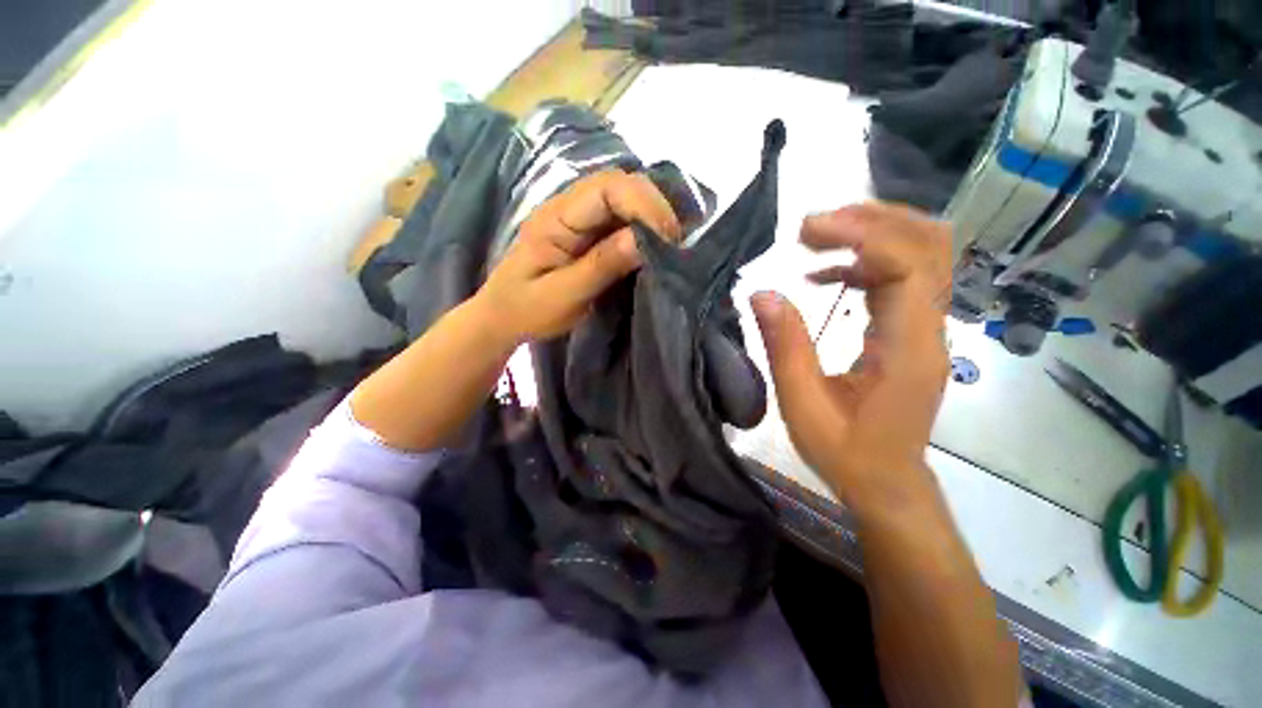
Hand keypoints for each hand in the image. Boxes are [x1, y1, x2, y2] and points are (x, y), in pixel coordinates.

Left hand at [474, 170, 681, 342]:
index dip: (643, 204)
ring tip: (669, 247)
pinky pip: (621, 221)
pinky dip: (643, 231)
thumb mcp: (563, 295)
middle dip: (653, 209)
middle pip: (619, 186)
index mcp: (556, 217)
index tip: (667, 239)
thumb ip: (600, 266)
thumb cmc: (526, 310)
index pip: (606, 188)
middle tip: (674, 245)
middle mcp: (569, 208)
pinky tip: (654, 247)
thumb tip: (643, 239)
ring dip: (652, 218)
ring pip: (624, 201)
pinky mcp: (588, 234)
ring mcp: (579, 219)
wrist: (503, 317)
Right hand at [751, 202, 951, 505]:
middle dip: (872, 221)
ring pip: (921, 255)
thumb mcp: (803, 405)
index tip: (807, 232)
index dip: (861, 236)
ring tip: (815, 240)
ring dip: (871, 235)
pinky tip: (825, 275)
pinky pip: (902, 279)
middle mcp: (929, 330)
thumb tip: (763, 293)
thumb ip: (785, 347)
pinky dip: (865, 263)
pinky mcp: (914, 333)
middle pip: (928, 246)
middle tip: (812, 226)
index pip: (907, 265)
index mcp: (908, 349)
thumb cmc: (845, 452)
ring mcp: (927, 330)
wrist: (887, 483)